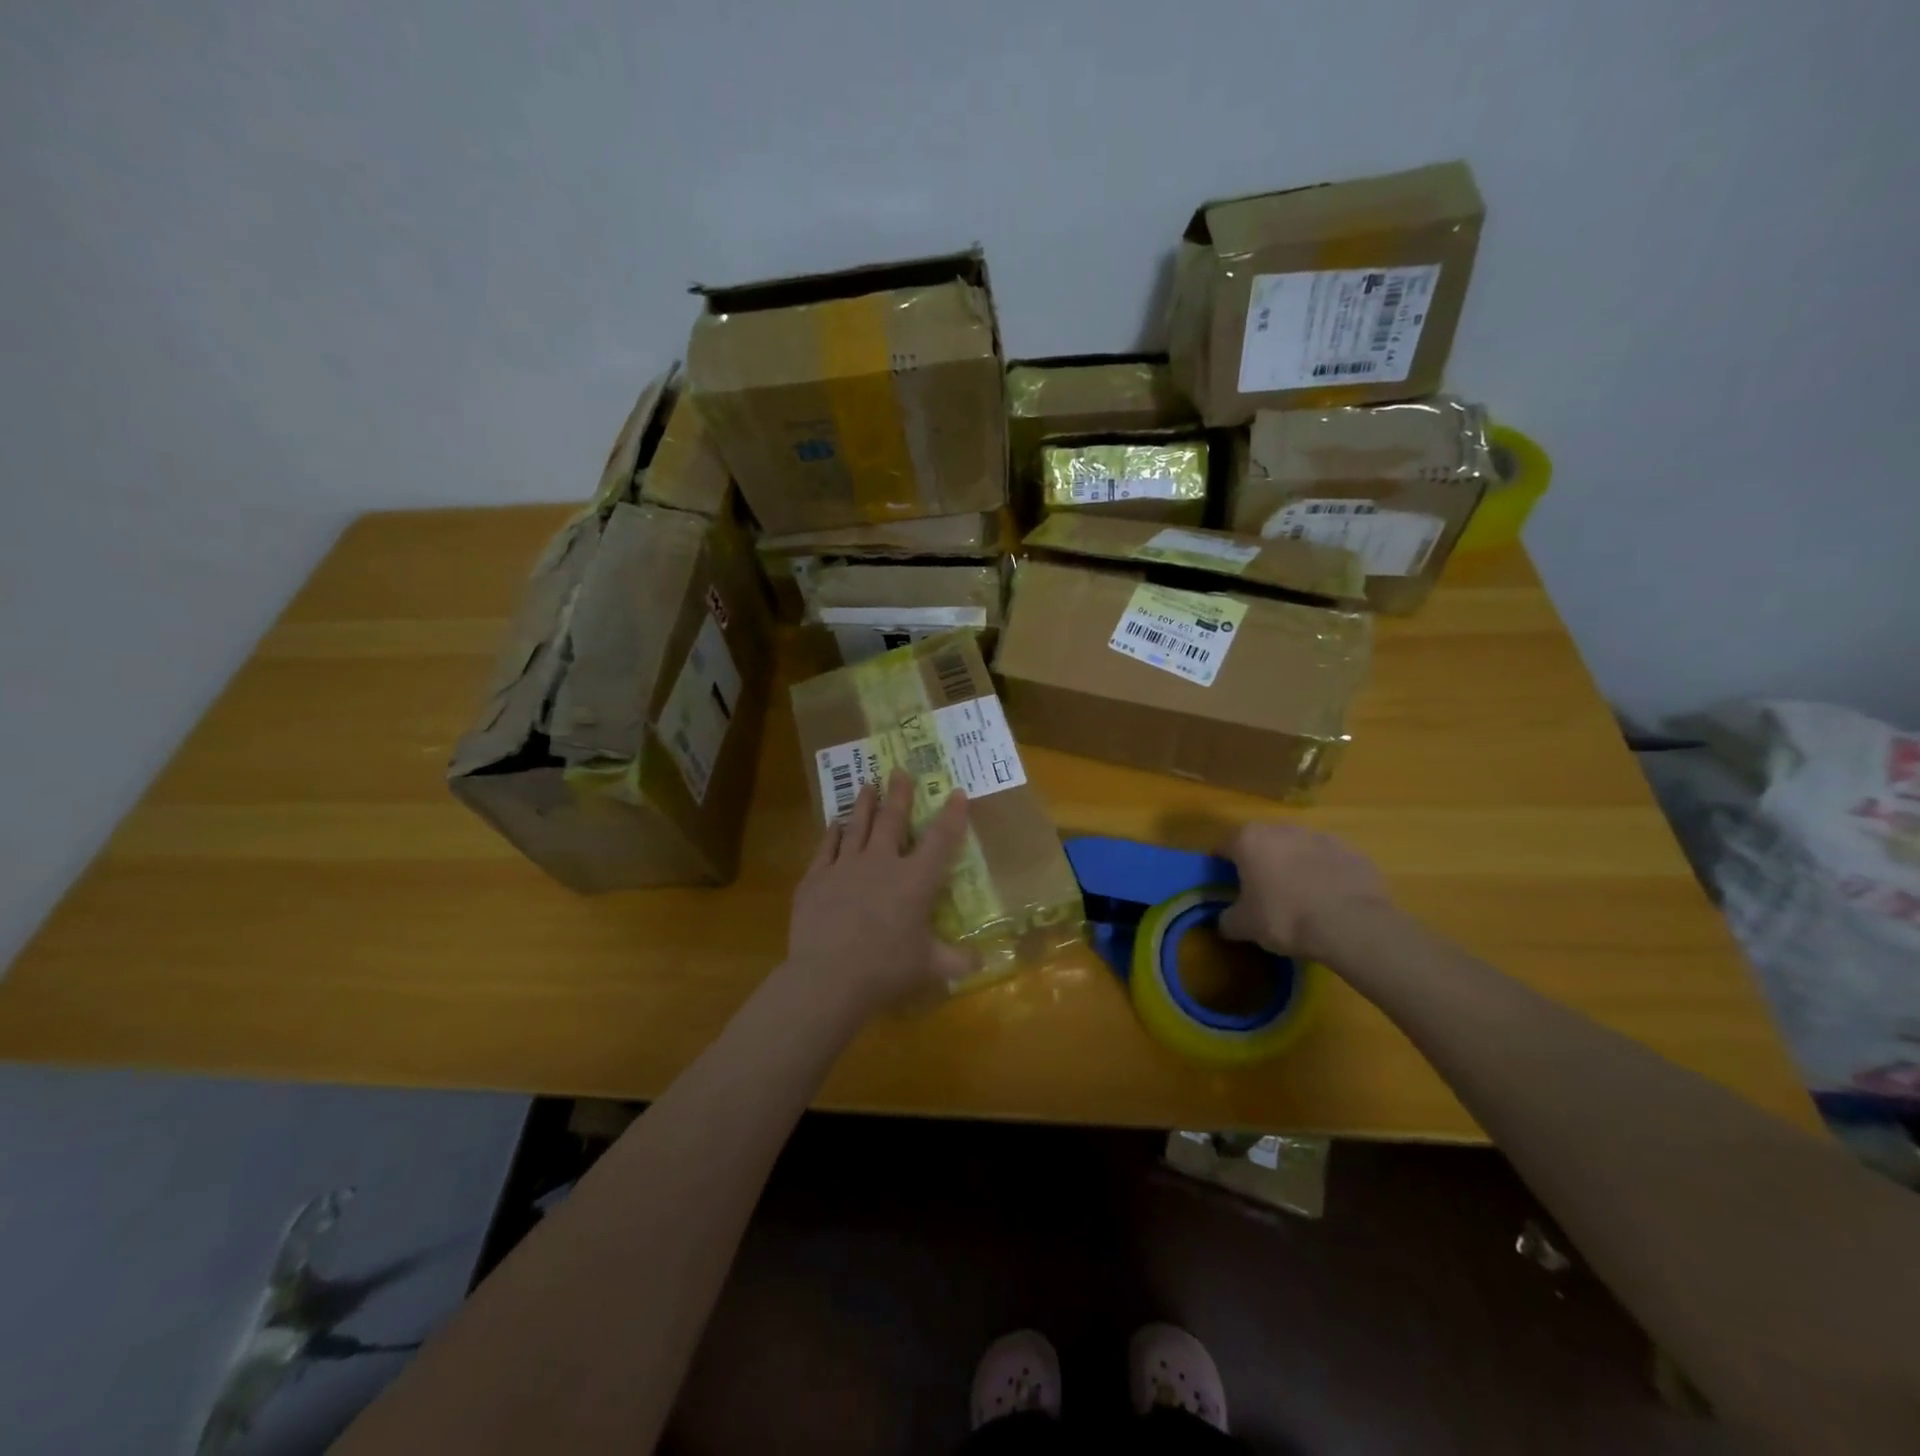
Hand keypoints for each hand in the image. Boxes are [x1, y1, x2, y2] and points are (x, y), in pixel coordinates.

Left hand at [787, 769, 972, 1015]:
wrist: (828, 977)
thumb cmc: (886, 970)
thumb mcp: (930, 968)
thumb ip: (957, 961)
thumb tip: (982, 960)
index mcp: (916, 881)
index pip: (941, 840)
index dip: (952, 815)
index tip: (958, 792)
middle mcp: (882, 863)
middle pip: (893, 820)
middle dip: (899, 794)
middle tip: (900, 770)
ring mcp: (845, 867)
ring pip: (857, 825)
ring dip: (864, 803)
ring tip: (868, 784)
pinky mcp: (816, 878)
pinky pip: (826, 847)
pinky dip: (832, 832)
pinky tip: (835, 823)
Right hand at [1218, 822, 1391, 961]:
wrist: (1352, 925)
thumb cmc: (1285, 917)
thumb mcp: (1245, 926)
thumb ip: (1227, 919)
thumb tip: (1224, 921)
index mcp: (1250, 840)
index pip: (1224, 846)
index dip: (1221, 865)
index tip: (1225, 884)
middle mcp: (1283, 829)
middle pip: (1263, 842)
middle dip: (1260, 861)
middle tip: (1261, 891)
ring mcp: (1321, 837)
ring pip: (1298, 849)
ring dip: (1294, 865)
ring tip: (1299, 897)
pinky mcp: (1352, 852)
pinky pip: (1329, 862)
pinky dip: (1325, 875)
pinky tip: (1328, 901)